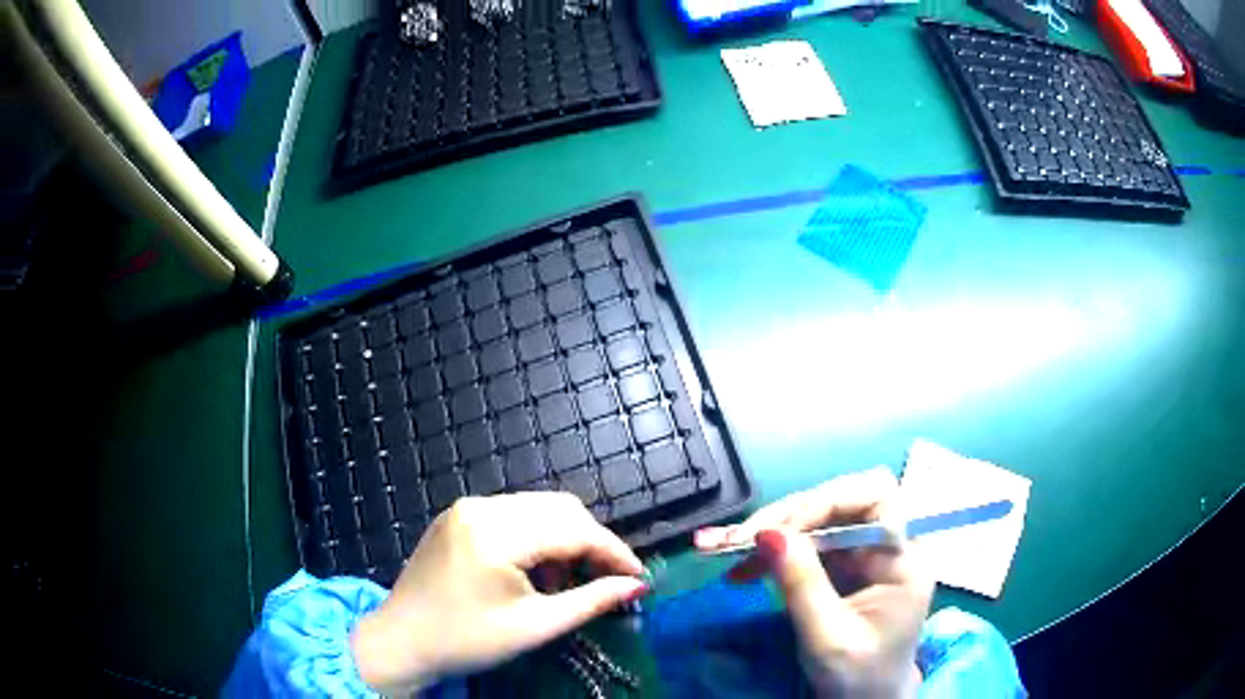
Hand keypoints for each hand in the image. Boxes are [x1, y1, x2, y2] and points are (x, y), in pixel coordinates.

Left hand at [350, 493, 646, 694]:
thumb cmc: (468, 641)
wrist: (402, 641)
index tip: (638, 577)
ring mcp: (465, 508)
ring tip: (562, 583)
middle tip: (605, 580)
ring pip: (537, 508)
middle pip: (558, 509)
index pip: (574, 529)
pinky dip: (535, 537)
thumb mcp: (535, 627)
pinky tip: (533, 571)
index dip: (613, 552)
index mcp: (497, 534)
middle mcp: (481, 507)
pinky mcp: (458, 517)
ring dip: (563, 539)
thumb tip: (637, 586)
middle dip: (590, 543)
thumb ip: (591, 601)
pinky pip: (512, 514)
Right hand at [694, 468, 932, 697]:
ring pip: (818, 522)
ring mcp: (863, 557)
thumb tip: (770, 533)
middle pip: (841, 504)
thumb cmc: (858, 677)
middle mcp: (886, 547)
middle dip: (788, 516)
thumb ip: (803, 585)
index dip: (829, 501)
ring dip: (771, 532)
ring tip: (723, 547)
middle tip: (739, 538)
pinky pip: (806, 547)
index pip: (876, 498)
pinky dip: (771, 554)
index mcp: (903, 559)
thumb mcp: (829, 637)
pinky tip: (740, 567)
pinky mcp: (841, 570)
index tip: (781, 528)